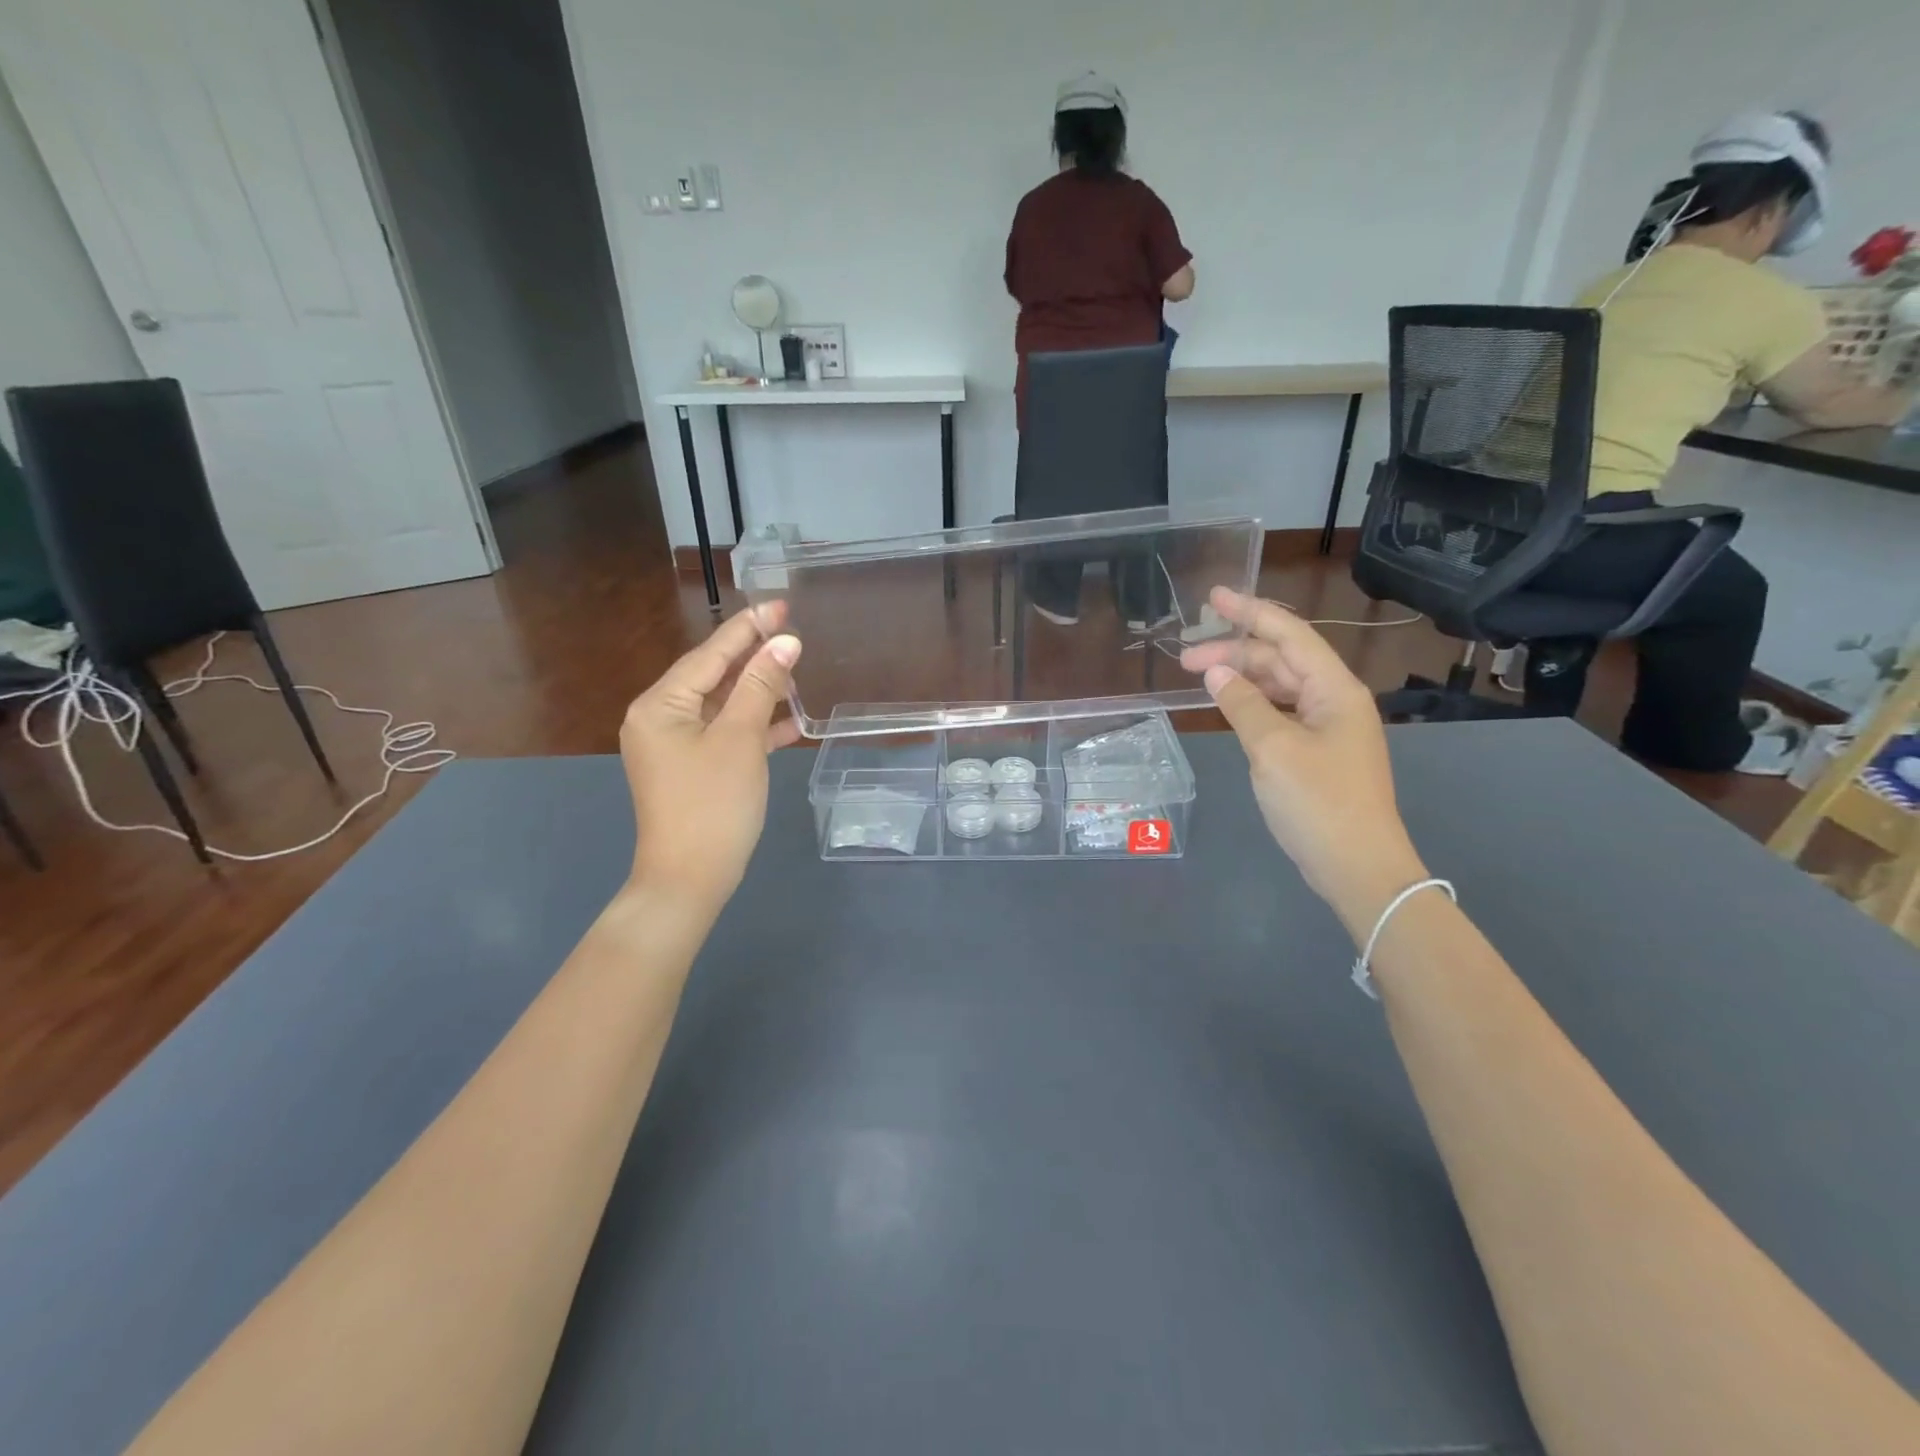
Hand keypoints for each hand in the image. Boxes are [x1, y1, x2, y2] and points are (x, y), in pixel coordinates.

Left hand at [621, 606, 800, 913]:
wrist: (689, 880)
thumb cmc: (713, 804)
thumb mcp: (740, 739)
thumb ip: (760, 686)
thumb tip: (785, 642)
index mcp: (660, 705)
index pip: (709, 654)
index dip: (748, 629)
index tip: (780, 605)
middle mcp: (659, 719)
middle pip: (713, 677)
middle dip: (754, 660)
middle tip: (794, 637)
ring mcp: (673, 747)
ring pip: (721, 707)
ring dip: (758, 694)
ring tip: (796, 678)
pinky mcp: (690, 770)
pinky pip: (723, 735)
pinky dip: (753, 728)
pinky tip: (788, 724)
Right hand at [1181, 588, 1425, 935]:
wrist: (1358, 866)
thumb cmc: (1319, 802)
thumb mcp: (1273, 749)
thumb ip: (1243, 704)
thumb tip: (1216, 674)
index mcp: (1334, 689)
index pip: (1289, 635)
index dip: (1250, 612)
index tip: (1213, 597)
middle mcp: (1335, 700)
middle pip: (1281, 660)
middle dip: (1234, 652)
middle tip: (1184, 656)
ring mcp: (1328, 728)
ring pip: (1279, 687)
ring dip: (1241, 678)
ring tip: (1199, 679)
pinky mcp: (1318, 753)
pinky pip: (1281, 713)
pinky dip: (1252, 705)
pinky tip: (1228, 707)